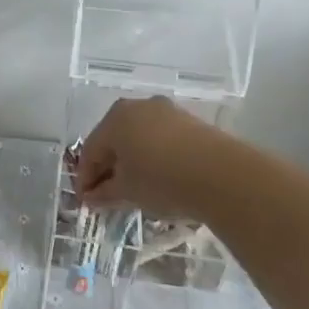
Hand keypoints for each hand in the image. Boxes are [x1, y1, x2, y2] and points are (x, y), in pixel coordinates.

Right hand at [75, 96, 224, 217]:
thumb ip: (104, 193)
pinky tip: (158, 178)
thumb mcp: (127, 191)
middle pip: (114, 141)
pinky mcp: (191, 122)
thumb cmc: (162, 180)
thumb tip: (91, 197)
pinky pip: (161, 140)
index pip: (90, 151)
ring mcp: (167, 112)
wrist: (223, 176)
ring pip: (139, 138)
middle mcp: (138, 107)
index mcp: (114, 118)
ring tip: (134, 189)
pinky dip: (153, 157)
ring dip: (132, 162)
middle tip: (106, 195)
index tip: (86, 201)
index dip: (85, 179)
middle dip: (108, 168)